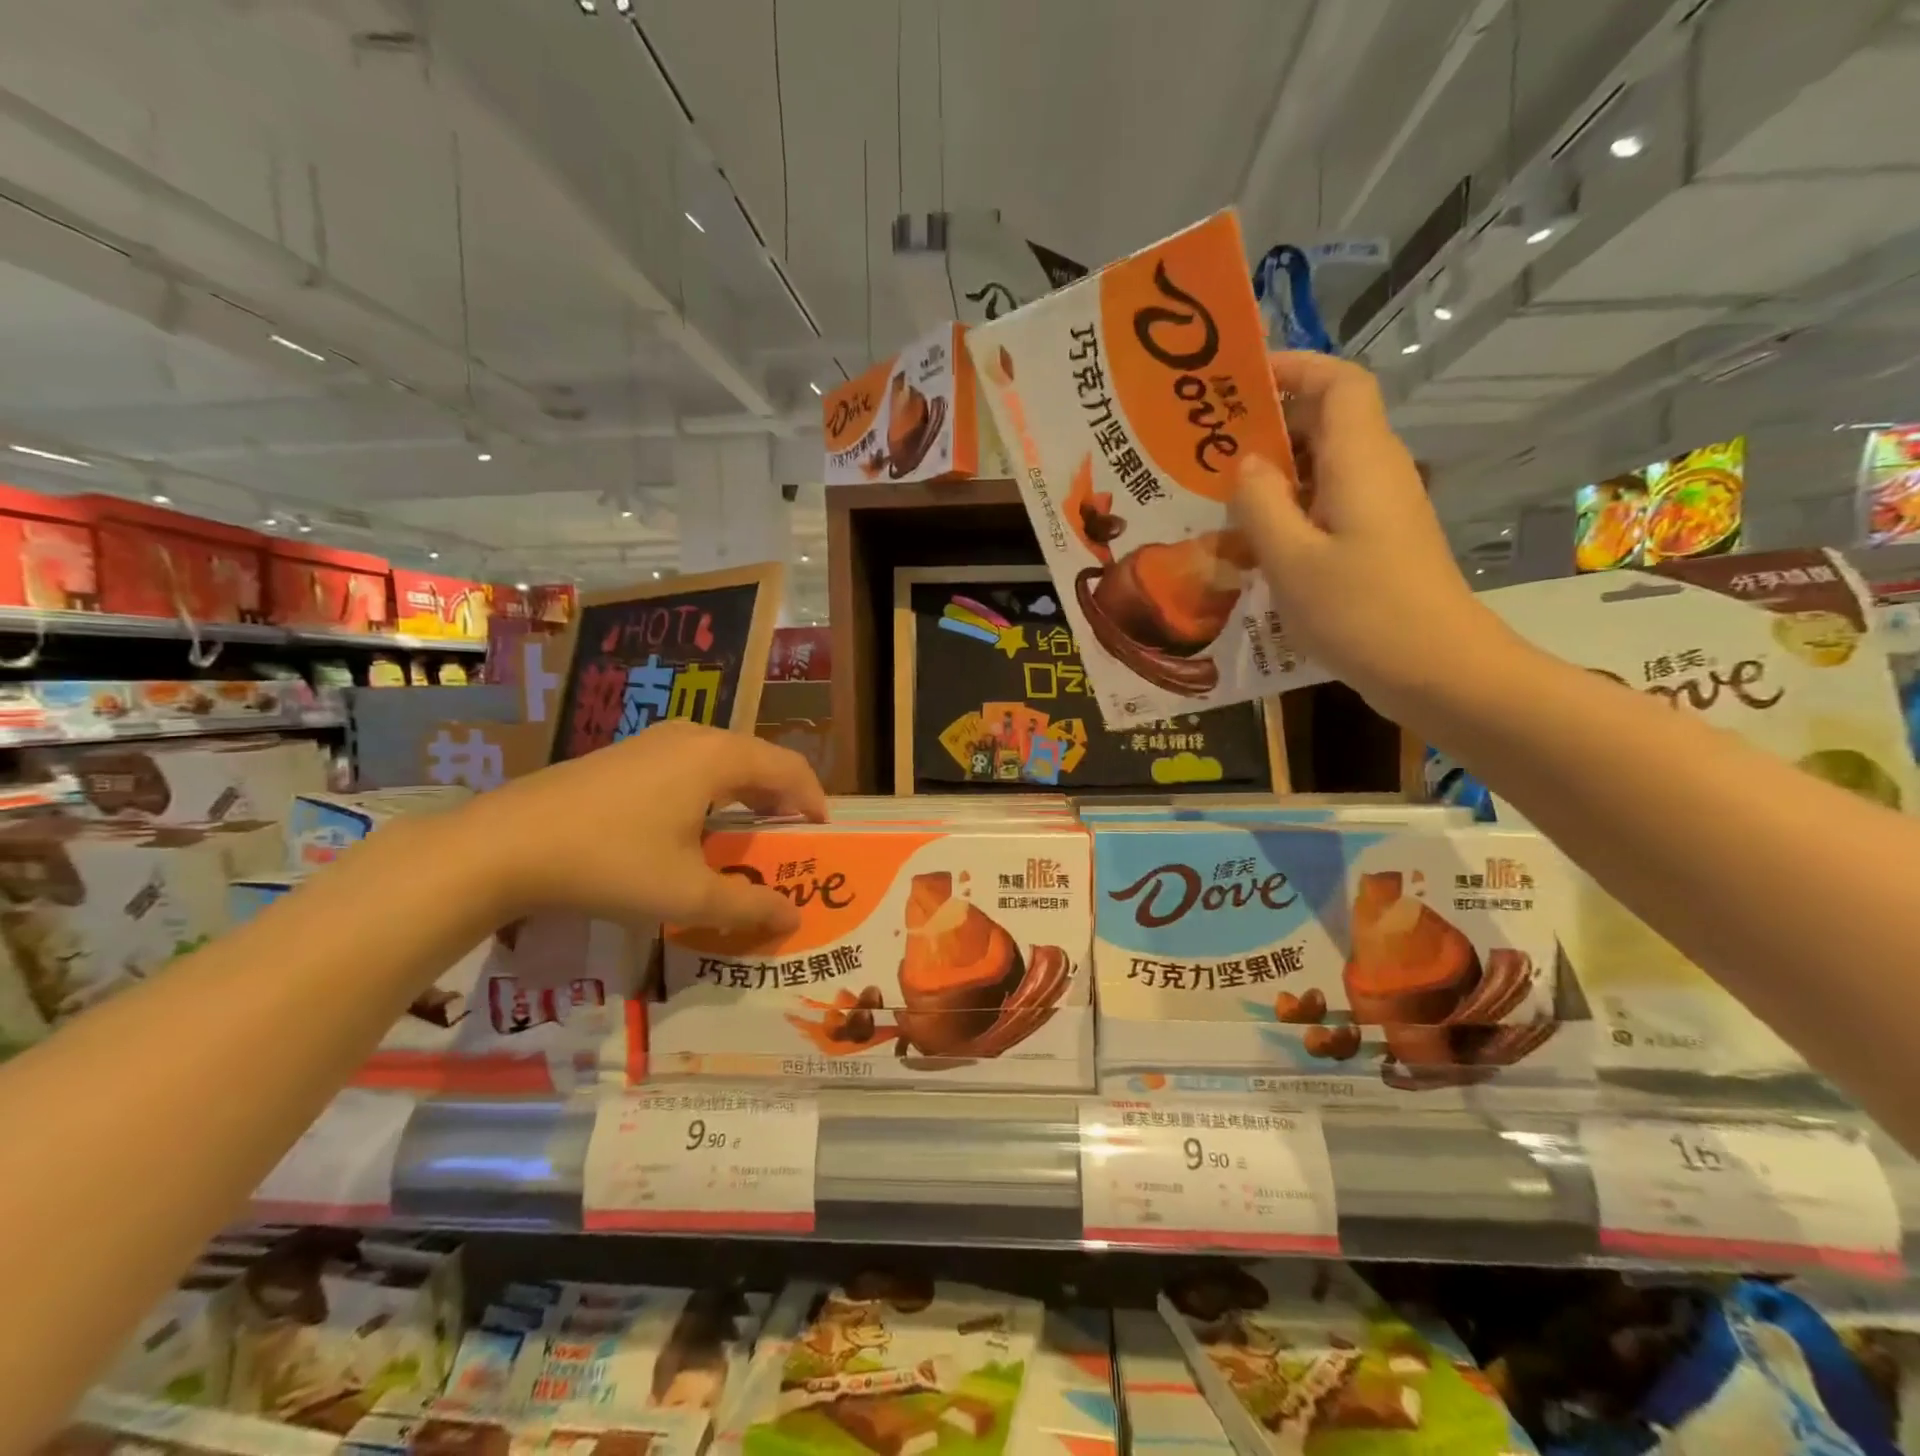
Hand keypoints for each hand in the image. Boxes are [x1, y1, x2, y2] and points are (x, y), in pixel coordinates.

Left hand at [454, 720, 825, 932]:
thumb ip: (747, 907)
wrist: (503, 845)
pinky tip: (696, 824)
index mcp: (719, 758)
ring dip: (747, 793)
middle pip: (758, 759)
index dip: (814, 799)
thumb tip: (792, 920)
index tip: (822, 834)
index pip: (789, 768)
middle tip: (791, 837)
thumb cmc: (610, 863)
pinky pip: (690, 765)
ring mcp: (654, 741)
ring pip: (723, 760)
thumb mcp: (686, 895)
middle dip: (782, 797)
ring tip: (751, 831)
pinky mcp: (625, 755)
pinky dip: (713, 790)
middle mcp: (693, 737)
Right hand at [1232, 351, 1515, 717]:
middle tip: (1207, 443)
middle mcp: (1375, 472)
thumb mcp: (1291, 559)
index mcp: (1360, 461)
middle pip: (1327, 421)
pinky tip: (1250, 541)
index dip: (1293, 368)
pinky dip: (1288, 509)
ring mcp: (1379, 510)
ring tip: (1216, 492)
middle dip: (1269, 422)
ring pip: (1323, 467)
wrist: (1436, 670)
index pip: (1338, 383)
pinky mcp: (1376, 542)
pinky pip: (1326, 505)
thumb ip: (1260, 504)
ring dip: (1273, 472)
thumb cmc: (1361, 611)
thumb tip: (1246, 464)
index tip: (1239, 379)